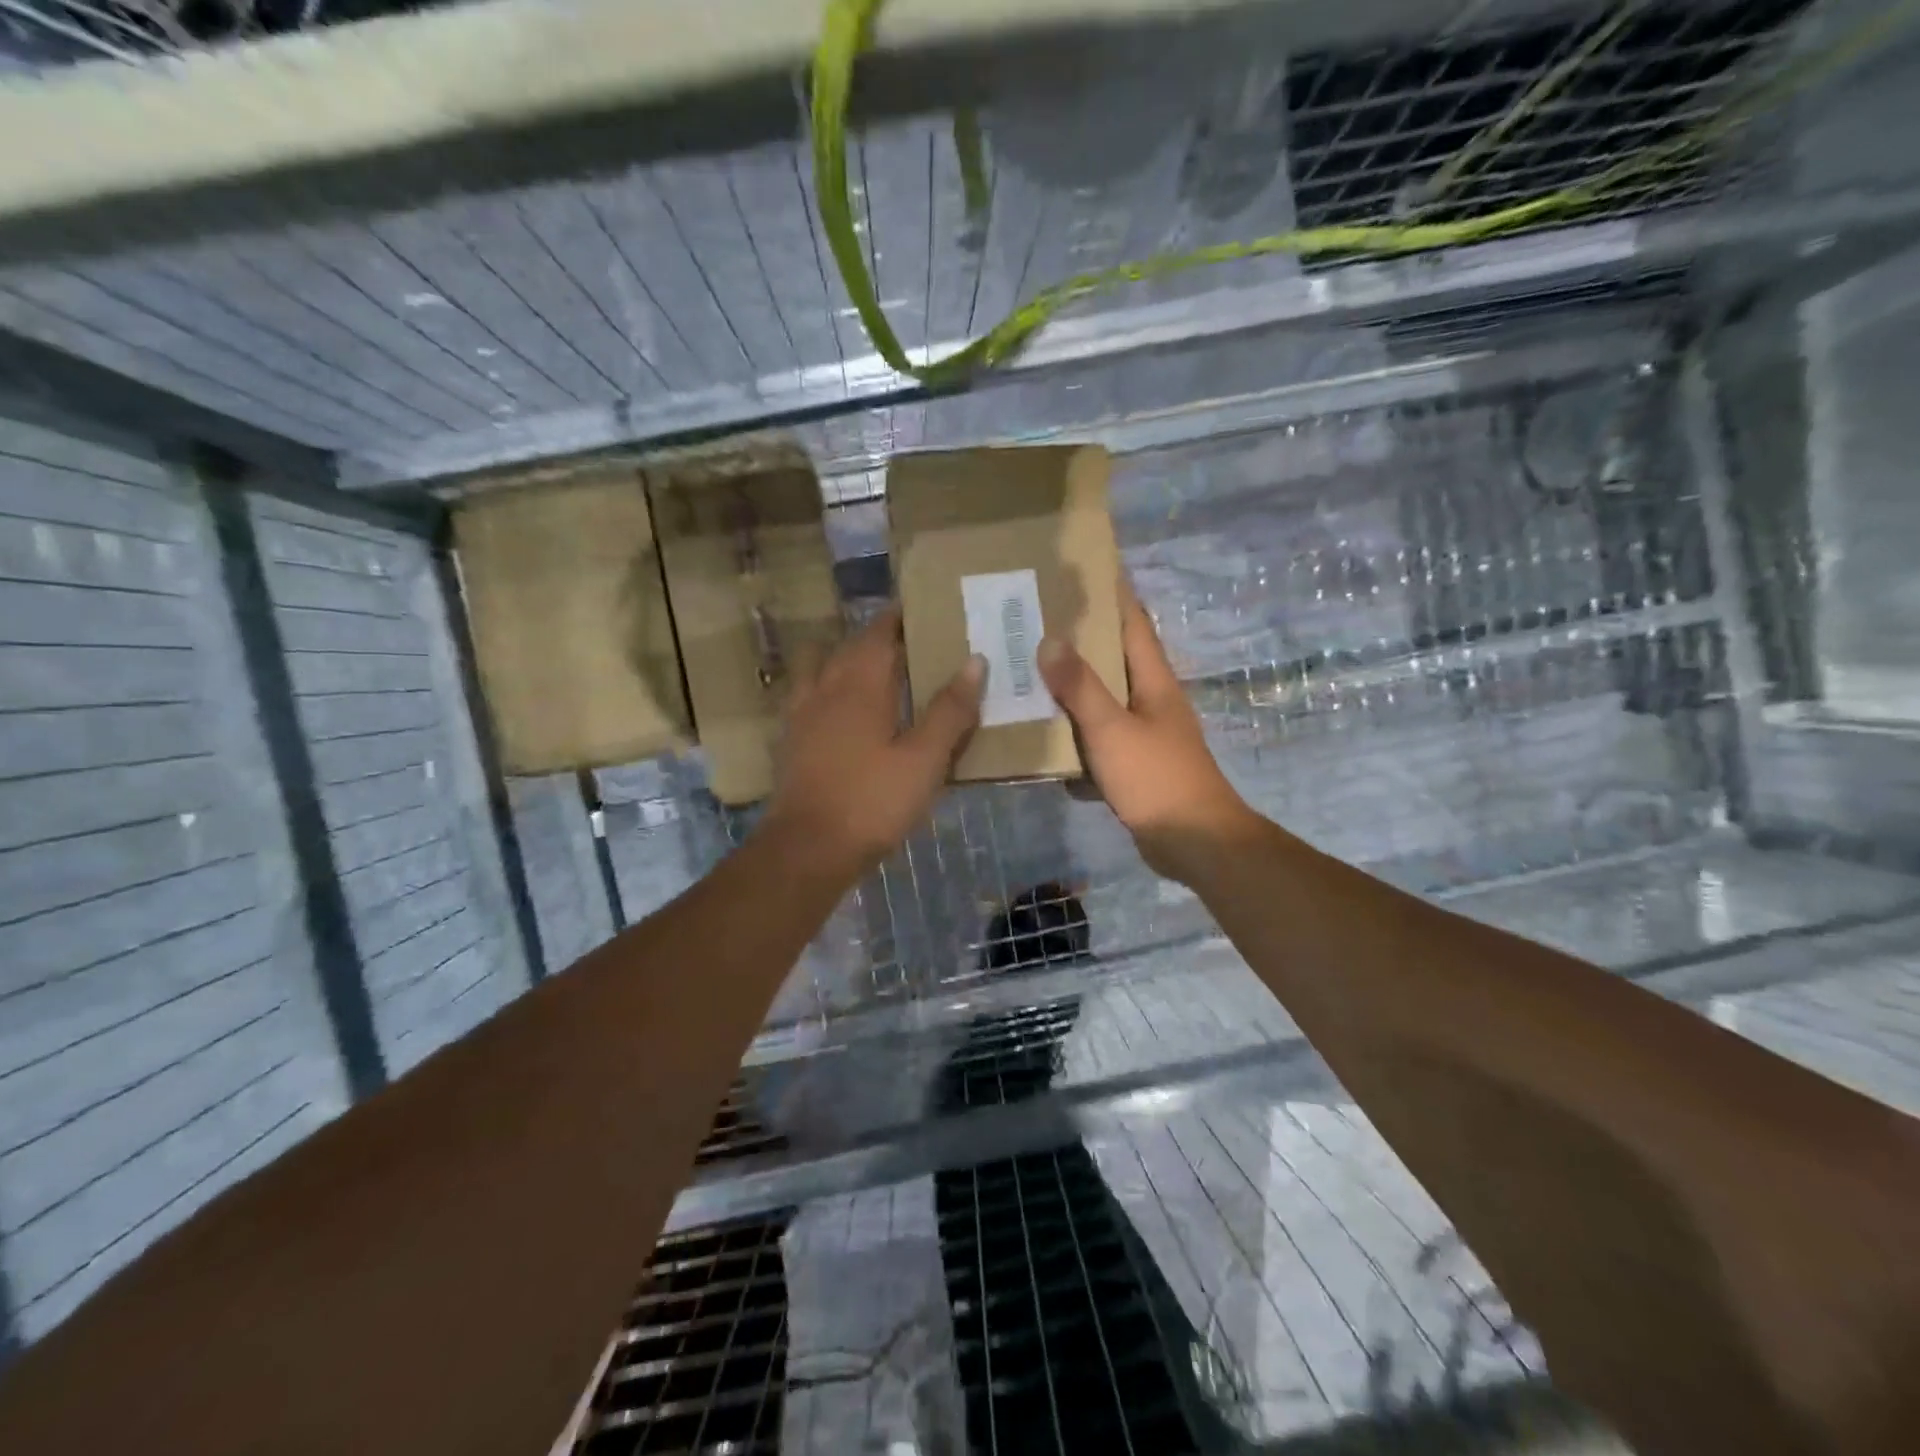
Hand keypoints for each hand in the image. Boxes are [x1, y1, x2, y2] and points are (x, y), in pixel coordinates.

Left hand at [763, 607, 983, 878]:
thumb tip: (975, 660)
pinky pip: (808, 696)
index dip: (898, 616)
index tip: (922, 607)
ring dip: (845, 659)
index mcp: (859, 685)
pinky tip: (842, 712)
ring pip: (821, 668)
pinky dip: (826, 689)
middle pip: (849, 647)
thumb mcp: (924, 759)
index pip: (879, 633)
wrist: (808, 849)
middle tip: (910, 640)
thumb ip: (950, 710)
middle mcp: (825, 688)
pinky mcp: (790, 741)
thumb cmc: (872, 800)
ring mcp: (801, 714)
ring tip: (874, 671)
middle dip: (877, 637)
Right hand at [1038, 583, 1255, 882]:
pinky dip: (1073, 737)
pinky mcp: (1133, 765)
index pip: (1133, 622)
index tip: (1081, 570)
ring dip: (1070, 690)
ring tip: (1028, 673)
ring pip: (1101, 701)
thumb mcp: (1112, 728)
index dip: (1112, 593)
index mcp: (1153, 680)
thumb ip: (1080, 686)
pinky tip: (1042, 738)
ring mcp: (1143, 734)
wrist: (1193, 842)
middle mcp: (1150, 700)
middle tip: (1034, 621)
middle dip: (1078, 640)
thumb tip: (1050, 639)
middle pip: (1112, 659)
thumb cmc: (1156, 777)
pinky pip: (1096, 740)